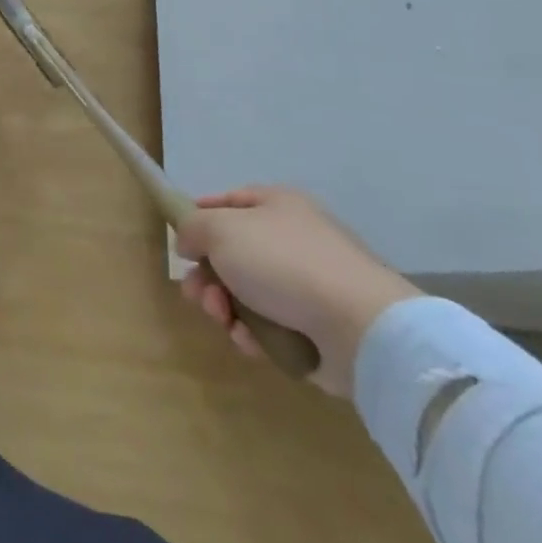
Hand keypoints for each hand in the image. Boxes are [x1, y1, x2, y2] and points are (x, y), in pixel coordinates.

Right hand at [175, 186, 418, 396]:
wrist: (360, 328)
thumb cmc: (283, 263)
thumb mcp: (220, 229)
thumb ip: (192, 228)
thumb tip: (190, 244)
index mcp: (277, 205)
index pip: (228, 201)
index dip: (199, 217)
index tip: (181, 241)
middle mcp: (294, 239)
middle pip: (231, 253)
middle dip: (206, 276)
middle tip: (198, 294)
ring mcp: (308, 285)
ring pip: (245, 292)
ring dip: (223, 306)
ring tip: (223, 319)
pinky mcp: (317, 327)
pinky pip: (269, 325)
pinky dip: (253, 333)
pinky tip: (250, 340)